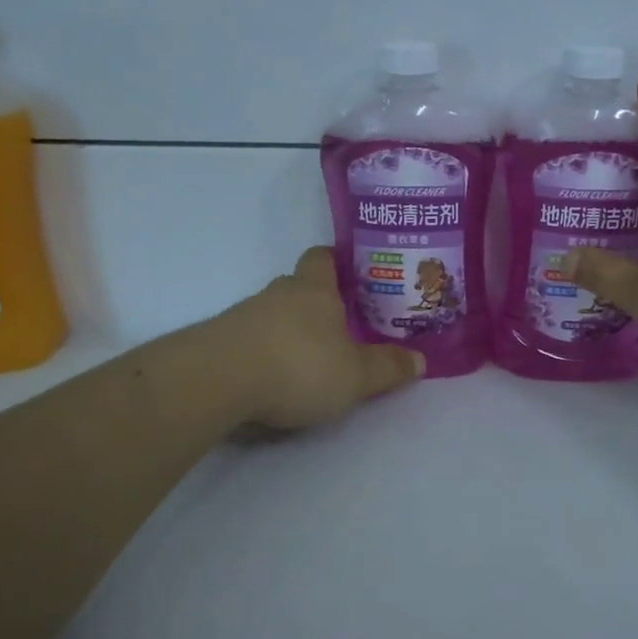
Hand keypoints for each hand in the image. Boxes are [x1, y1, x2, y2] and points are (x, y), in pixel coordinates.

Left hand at [219, 245, 424, 428]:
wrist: (217, 381)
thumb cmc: (298, 366)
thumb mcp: (356, 375)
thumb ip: (387, 368)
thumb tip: (420, 360)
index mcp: (315, 291)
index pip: (323, 258)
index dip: (336, 261)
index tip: (350, 273)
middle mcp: (278, 294)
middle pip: (298, 287)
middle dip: (316, 303)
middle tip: (339, 325)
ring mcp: (243, 316)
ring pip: (273, 315)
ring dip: (288, 331)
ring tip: (307, 360)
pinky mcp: (218, 342)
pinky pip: (249, 340)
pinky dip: (262, 353)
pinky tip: (272, 379)